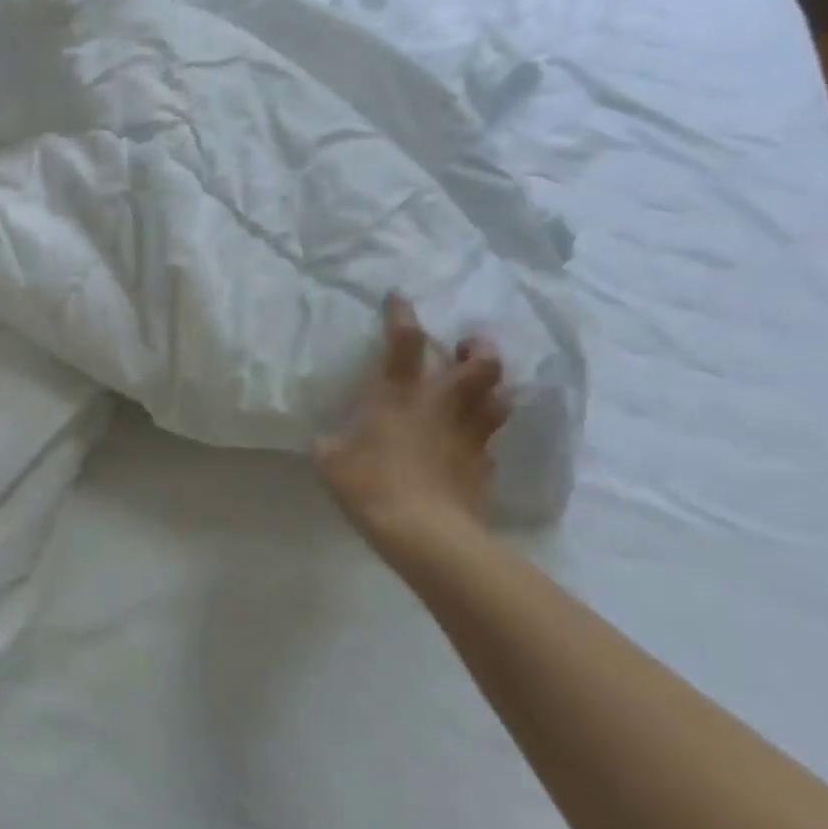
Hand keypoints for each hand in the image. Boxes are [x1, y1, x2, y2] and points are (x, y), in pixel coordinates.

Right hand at [312, 294, 509, 555]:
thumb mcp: (330, 460)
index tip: (398, 297)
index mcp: (401, 393)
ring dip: (490, 388)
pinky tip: (468, 445)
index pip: (404, 339)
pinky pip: (489, 441)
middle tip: (464, 348)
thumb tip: (327, 440)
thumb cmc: (370, 484)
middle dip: (477, 347)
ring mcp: (471, 434)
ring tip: (477, 390)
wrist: (424, 531)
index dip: (401, 313)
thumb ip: (330, 443)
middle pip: (481, 361)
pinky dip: (481, 437)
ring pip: (499, 396)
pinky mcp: (484, 464)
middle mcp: (443, 403)